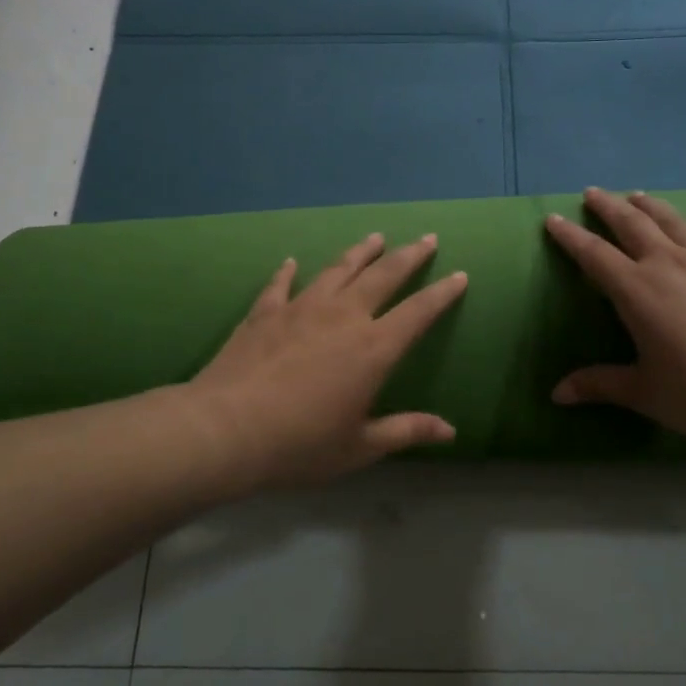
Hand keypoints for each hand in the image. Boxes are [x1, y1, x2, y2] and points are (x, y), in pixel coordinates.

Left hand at [188, 232, 468, 489]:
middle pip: (384, 276)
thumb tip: (450, 431)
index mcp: (373, 348)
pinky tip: (290, 261)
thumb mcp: (360, 447)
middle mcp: (343, 316)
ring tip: (375, 238)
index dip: (442, 293)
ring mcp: (302, 308)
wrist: (226, 430)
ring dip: (360, 252)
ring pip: (338, 269)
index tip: (459, 275)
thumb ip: (406, 431)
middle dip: (409, 256)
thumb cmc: (300, 445)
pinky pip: (281, 284)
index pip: (419, 312)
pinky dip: (288, 271)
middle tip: (426, 238)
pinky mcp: (265, 312)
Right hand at [545, 189, 685, 449]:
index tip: (552, 219)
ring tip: (637, 194)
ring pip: (673, 222)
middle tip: (592, 193)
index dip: (570, 236)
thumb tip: (556, 394)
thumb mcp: (645, 393)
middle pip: (632, 224)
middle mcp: (668, 265)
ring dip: (651, 206)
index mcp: (636, 291)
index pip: (593, 255)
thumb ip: (599, 385)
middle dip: (608, 207)